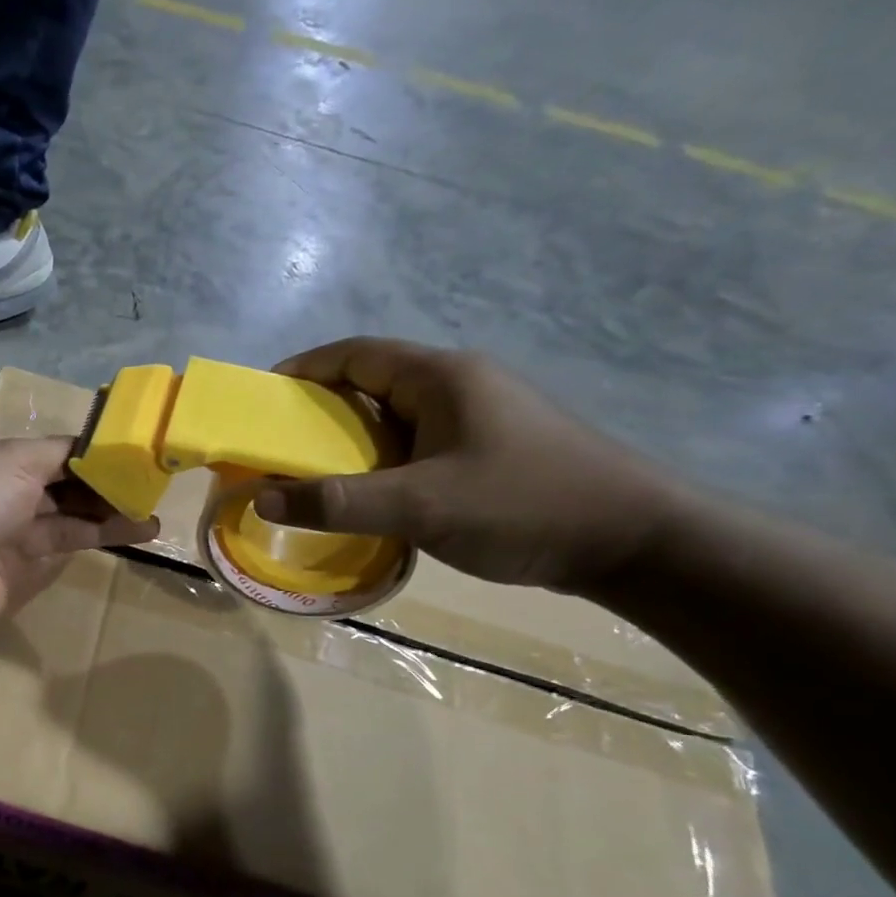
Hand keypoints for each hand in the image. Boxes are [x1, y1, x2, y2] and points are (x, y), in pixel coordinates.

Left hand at [0, 434, 157, 634]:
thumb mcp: (15, 457)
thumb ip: (62, 453)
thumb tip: (97, 444)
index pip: (52, 450)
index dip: (91, 453)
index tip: (132, 456)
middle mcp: (0, 491)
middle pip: (62, 485)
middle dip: (104, 486)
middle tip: (152, 487)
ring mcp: (7, 533)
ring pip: (66, 519)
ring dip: (108, 515)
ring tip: (152, 516)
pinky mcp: (15, 571)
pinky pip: (59, 550)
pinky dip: (94, 540)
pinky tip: (130, 533)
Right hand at [265, 338, 683, 590]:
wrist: (635, 542)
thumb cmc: (523, 506)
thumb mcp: (420, 506)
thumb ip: (337, 502)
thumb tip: (260, 498)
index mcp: (441, 377)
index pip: (355, 354)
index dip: (303, 370)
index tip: (262, 400)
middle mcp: (458, 386)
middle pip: (371, 384)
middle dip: (319, 412)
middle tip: (278, 447)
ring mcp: (478, 418)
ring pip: (394, 419)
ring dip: (350, 442)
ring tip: (312, 476)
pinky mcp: (489, 450)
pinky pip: (416, 445)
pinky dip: (380, 463)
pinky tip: (370, 497)